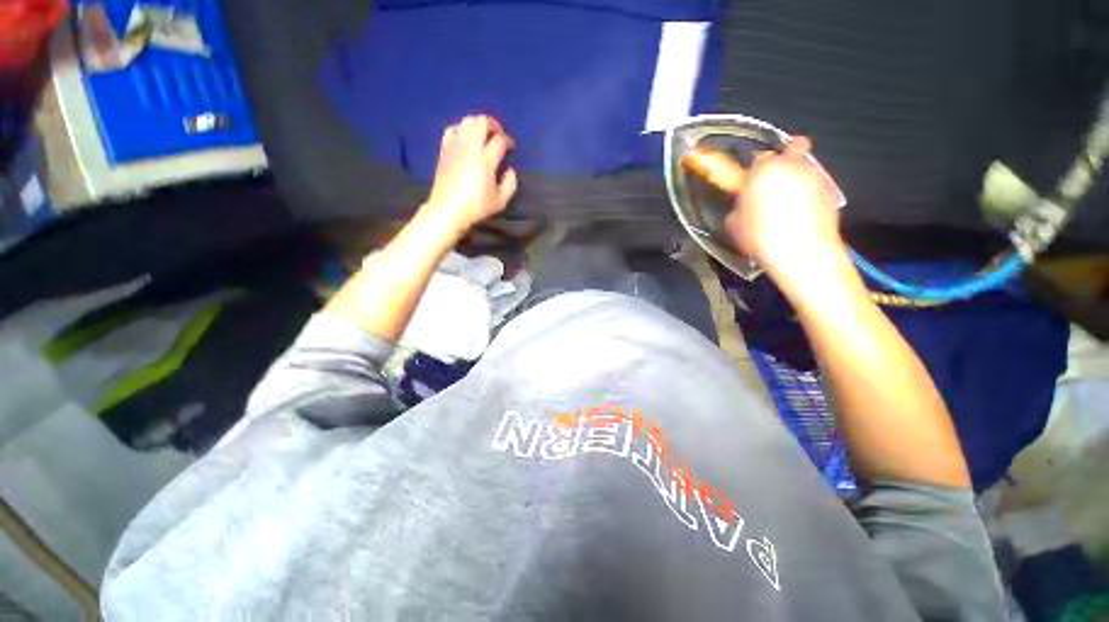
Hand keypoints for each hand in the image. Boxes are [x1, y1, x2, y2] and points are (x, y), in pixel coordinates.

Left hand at [422, 114, 518, 234]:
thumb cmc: (476, 207)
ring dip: (478, 124)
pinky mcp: (444, 149)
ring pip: (467, 121)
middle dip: (494, 125)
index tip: (511, 147)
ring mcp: (455, 146)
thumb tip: (511, 170)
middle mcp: (470, 148)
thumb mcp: (500, 202)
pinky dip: (462, 128)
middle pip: (482, 122)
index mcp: (485, 161)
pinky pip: (453, 128)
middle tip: (499, 134)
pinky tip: (466, 137)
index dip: (508, 140)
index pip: (499, 140)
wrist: (447, 210)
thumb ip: (510, 184)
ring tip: (484, 134)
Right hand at [725, 137, 843, 276]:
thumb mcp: (734, 222)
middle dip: (785, 160)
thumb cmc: (760, 234)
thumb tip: (743, 205)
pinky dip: (809, 194)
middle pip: (793, 147)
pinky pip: (816, 185)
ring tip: (787, 202)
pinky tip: (800, 213)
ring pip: (806, 167)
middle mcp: (794, 164)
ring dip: (797, 177)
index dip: (755, 169)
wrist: (800, 251)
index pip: (759, 156)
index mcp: (765, 168)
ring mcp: (816, 176)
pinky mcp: (831, 191)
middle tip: (774, 180)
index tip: (750, 181)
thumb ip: (738, 205)